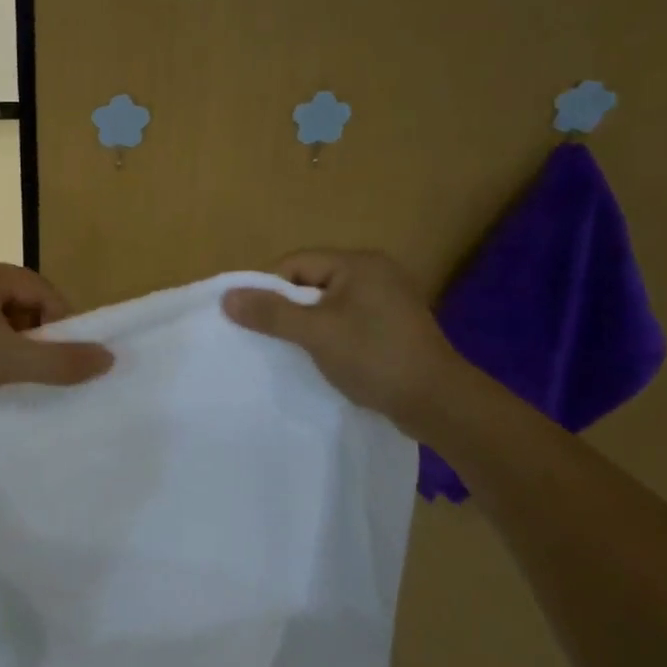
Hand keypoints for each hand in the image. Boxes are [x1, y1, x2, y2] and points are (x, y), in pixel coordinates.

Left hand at [0, 255, 113, 406]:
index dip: (60, 323)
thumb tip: (108, 358)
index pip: (41, 290)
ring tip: (5, 375)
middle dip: (32, 334)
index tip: (65, 356)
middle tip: (34, 369)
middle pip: (17, 301)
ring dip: (6, 342)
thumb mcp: (8, 361)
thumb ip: (59, 361)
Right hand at [221, 250, 465, 433]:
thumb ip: (271, 313)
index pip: (296, 263)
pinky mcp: (395, 326)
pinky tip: (327, 358)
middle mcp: (376, 272)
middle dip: (289, 308)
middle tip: (273, 337)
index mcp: (359, 263)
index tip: (256, 319)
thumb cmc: (374, 357)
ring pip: (330, 304)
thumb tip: (227, 297)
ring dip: (309, 324)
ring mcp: (389, 300)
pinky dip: (332, 335)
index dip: (270, 288)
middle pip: (312, 281)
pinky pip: (349, 320)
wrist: (439, 403)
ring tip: (297, 350)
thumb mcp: (315, 333)